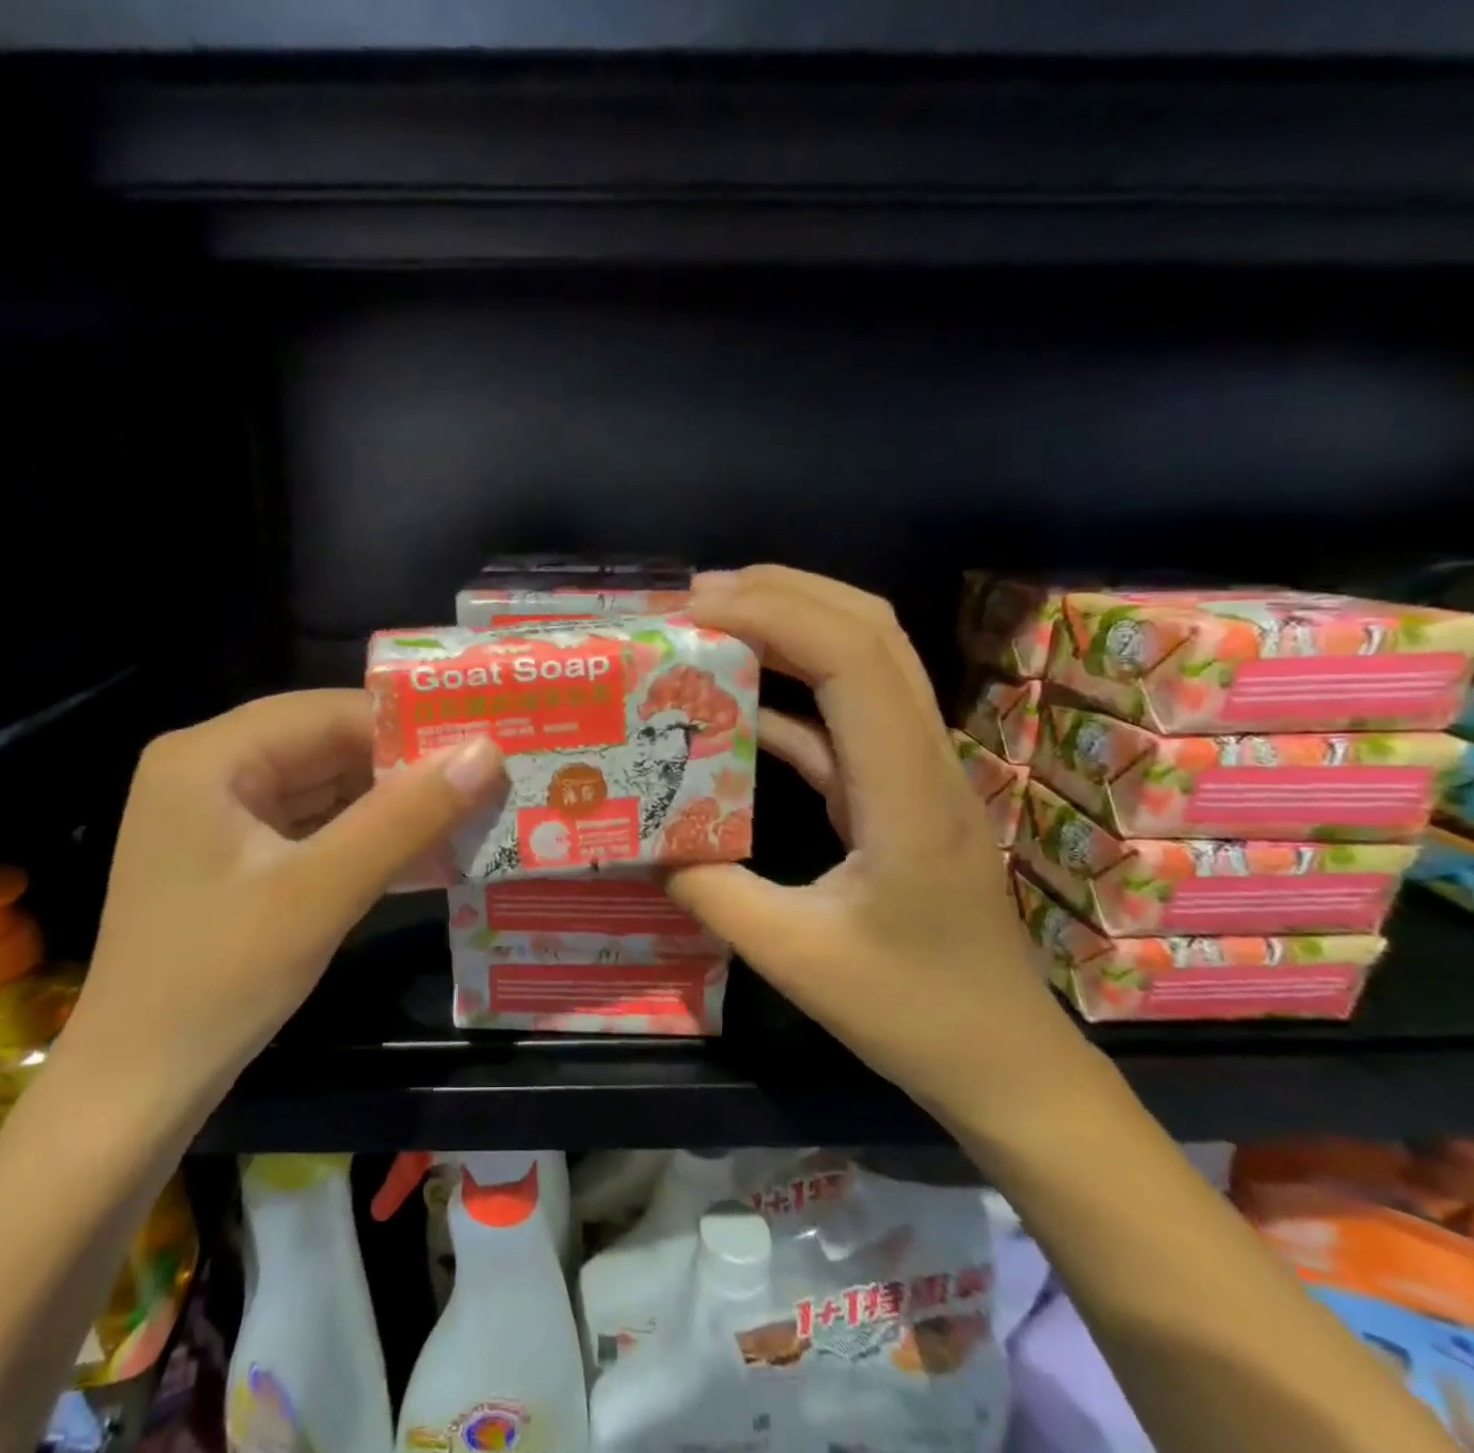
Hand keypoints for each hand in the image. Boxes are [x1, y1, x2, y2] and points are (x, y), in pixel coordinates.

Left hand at [66, 689, 504, 1127]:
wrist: (134, 1094)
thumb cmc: (217, 983)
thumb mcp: (320, 893)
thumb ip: (405, 817)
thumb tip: (488, 752)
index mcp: (209, 756)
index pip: (328, 712)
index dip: (409, 727)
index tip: (483, 747)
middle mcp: (208, 769)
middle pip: (325, 746)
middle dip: (404, 769)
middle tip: (489, 780)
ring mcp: (218, 815)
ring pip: (323, 787)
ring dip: (390, 805)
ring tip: (472, 810)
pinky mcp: (233, 856)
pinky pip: (311, 827)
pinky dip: (363, 837)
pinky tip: (421, 850)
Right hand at [666, 566, 1091, 1125]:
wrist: (1003, 1057)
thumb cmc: (911, 1012)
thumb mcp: (794, 958)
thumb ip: (712, 893)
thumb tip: (645, 841)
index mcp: (906, 792)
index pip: (855, 659)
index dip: (775, 614)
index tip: (695, 607)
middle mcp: (922, 759)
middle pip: (871, 631)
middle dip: (784, 593)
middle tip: (695, 594)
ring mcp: (914, 770)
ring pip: (866, 660)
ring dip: (791, 625)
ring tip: (711, 620)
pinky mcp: (896, 789)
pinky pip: (844, 716)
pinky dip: (790, 689)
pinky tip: (735, 696)